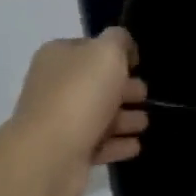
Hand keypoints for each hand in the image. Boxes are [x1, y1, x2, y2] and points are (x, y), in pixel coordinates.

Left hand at [3, 28, 148, 195]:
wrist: (49, 155)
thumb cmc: (80, 94)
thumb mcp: (107, 52)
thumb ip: (119, 40)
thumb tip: (124, 47)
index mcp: (57, 56)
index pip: (89, 48)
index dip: (115, 54)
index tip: (137, 64)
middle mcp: (54, 86)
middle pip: (95, 83)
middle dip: (123, 88)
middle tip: (145, 95)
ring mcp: (58, 121)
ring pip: (98, 114)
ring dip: (123, 118)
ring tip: (145, 123)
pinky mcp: (66, 154)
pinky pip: (97, 144)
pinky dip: (117, 144)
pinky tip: (136, 146)